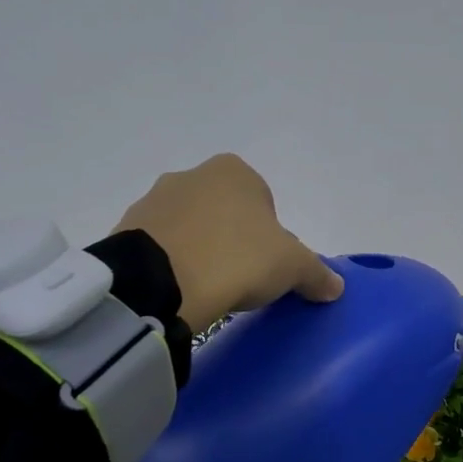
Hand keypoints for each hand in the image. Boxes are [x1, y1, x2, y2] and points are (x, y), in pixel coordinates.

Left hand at [112, 153, 344, 332]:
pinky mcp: (126, 229)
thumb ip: (316, 273)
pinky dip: (171, 263)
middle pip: (224, 212)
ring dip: (200, 251)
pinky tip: (179, 289)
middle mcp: (192, 175)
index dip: (270, 236)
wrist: (160, 282)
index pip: (263, 202)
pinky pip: (160, 247)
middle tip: (239, 279)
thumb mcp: (291, 267)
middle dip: (232, 241)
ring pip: (190, 228)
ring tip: (206, 288)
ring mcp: (154, 200)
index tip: (266, 267)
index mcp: (235, 171)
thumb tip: (335, 286)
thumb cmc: (236, 259)